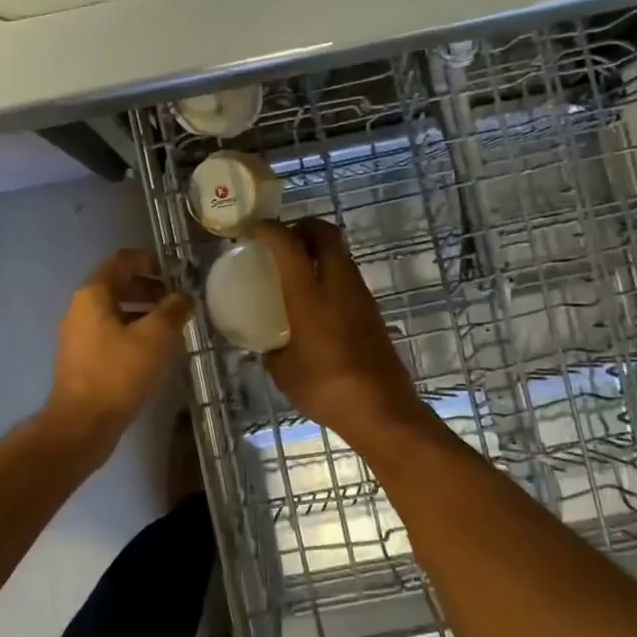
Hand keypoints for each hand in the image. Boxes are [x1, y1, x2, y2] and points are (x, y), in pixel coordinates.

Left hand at [45, 248, 193, 445]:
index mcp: (93, 294)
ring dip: (144, 313)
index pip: (122, 260)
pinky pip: (111, 334)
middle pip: (118, 285)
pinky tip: (155, 352)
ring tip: (173, 327)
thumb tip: (184, 297)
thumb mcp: (155, 337)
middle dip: (151, 289)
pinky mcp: (83, 360)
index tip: (177, 273)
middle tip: (179, 302)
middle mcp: (80, 309)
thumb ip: (173, 310)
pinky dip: (134, 333)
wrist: (82, 425)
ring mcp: (79, 336)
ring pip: (116, 312)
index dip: (150, 260)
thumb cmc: (118, 373)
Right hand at [249, 219, 432, 444]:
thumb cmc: (325, 388)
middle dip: (302, 227)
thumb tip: (265, 346)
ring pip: (341, 253)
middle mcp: (338, 284)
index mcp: (310, 294)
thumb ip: (271, 351)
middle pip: (326, 233)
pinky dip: (330, 272)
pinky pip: (348, 276)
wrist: (381, 410)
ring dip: (319, 249)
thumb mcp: (284, 372)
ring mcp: (360, 296)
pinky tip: (316, 299)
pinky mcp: (373, 311)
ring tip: (296, 267)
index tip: (254, 229)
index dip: (270, 229)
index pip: (289, 244)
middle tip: (282, 239)